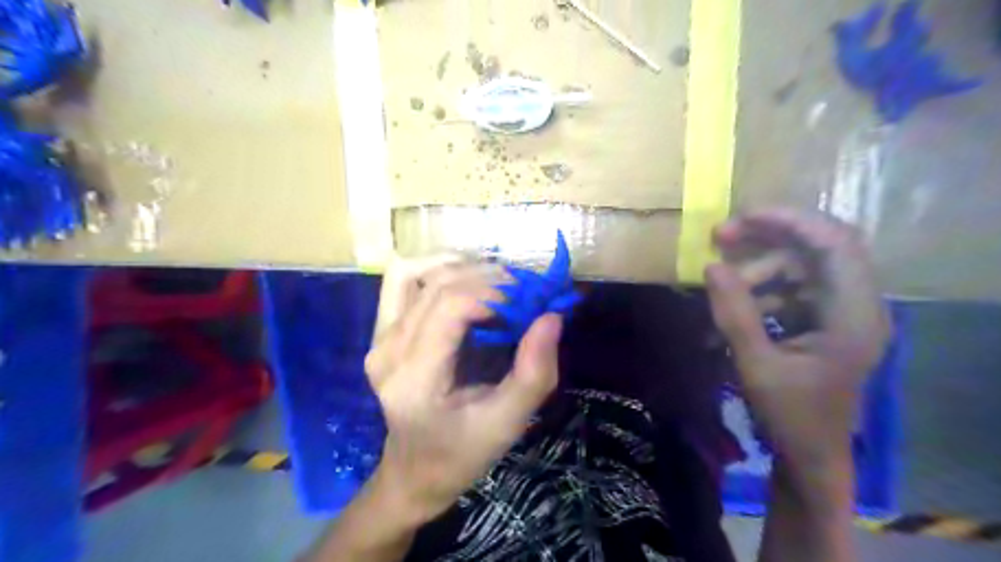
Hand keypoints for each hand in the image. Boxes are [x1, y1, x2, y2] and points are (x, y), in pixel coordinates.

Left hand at [363, 257, 560, 523]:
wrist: (415, 470)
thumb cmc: (462, 452)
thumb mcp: (507, 423)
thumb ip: (534, 373)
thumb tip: (551, 316)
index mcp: (414, 378)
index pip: (450, 306)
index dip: (495, 294)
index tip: (530, 303)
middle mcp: (387, 350)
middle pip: (437, 285)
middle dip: (488, 278)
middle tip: (523, 292)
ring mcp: (378, 338)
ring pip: (415, 272)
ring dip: (461, 267)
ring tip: (497, 283)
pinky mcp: (380, 331)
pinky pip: (402, 279)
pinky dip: (435, 268)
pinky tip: (464, 279)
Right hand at [702, 208, 891, 470]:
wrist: (810, 454)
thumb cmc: (790, 416)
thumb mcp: (756, 365)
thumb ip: (734, 314)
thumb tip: (711, 266)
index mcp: (853, 316)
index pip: (835, 244)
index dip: (790, 221)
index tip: (741, 217)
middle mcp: (855, 304)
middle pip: (817, 246)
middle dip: (766, 238)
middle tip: (719, 237)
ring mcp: (840, 311)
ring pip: (798, 265)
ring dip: (757, 269)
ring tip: (719, 288)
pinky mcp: (823, 319)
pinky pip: (791, 286)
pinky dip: (761, 288)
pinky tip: (734, 306)